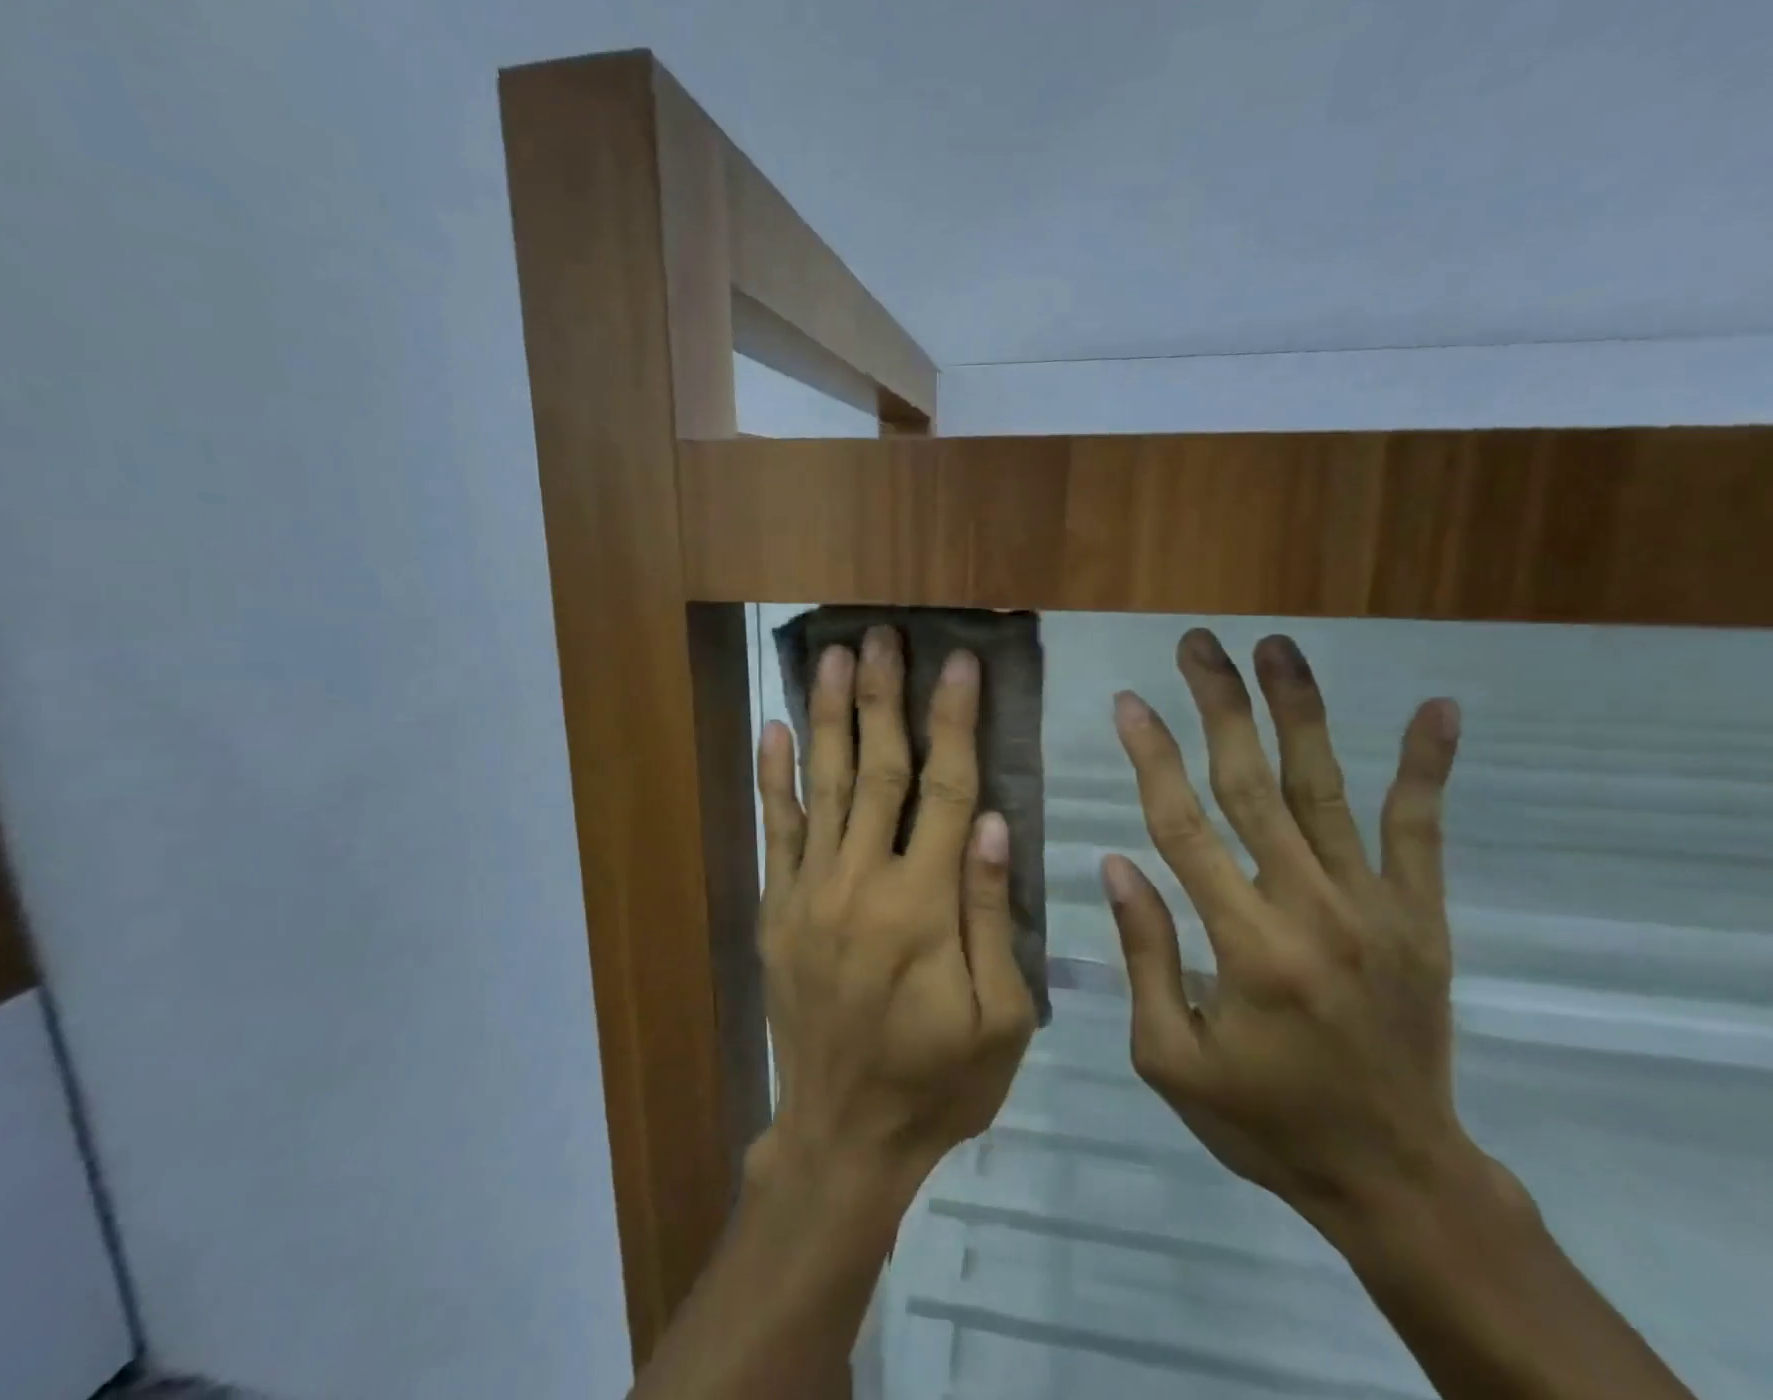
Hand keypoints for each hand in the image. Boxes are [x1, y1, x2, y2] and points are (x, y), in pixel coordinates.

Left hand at [749, 627, 1036, 1197]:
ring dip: (828, 715)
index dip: (956, 721)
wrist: (843, 1136)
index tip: (960, 663)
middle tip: (882, 635)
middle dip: (882, 696)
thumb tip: (995, 821)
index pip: (947, 790)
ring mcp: (809, 893)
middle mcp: (861, 883)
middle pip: (878, 770)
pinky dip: (773, 777)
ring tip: (832, 656)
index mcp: (923, 907)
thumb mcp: (1000, 1017)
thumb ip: (993, 914)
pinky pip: (775, 830)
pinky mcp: (778, 909)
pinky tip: (771, 728)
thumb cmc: (938, 1081)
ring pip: (823, 785)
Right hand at [1104, 629, 1479, 1233]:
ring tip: (1277, 648)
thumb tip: (1116, 864)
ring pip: (1326, 789)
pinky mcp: (1421, 917)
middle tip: (1199, 645)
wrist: (1397, 1178)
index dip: (1151, 758)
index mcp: (1245, 947)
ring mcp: (1375, 908)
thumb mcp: (1170, 1059)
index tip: (1128, 701)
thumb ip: (1144, 955)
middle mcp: (1311, 910)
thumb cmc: (1265, 1121)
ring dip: (1299, 712)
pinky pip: (1421, 831)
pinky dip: (1428, 768)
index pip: (1184, 827)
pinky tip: (1436, 708)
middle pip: (1252, 786)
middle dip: (1220, 707)